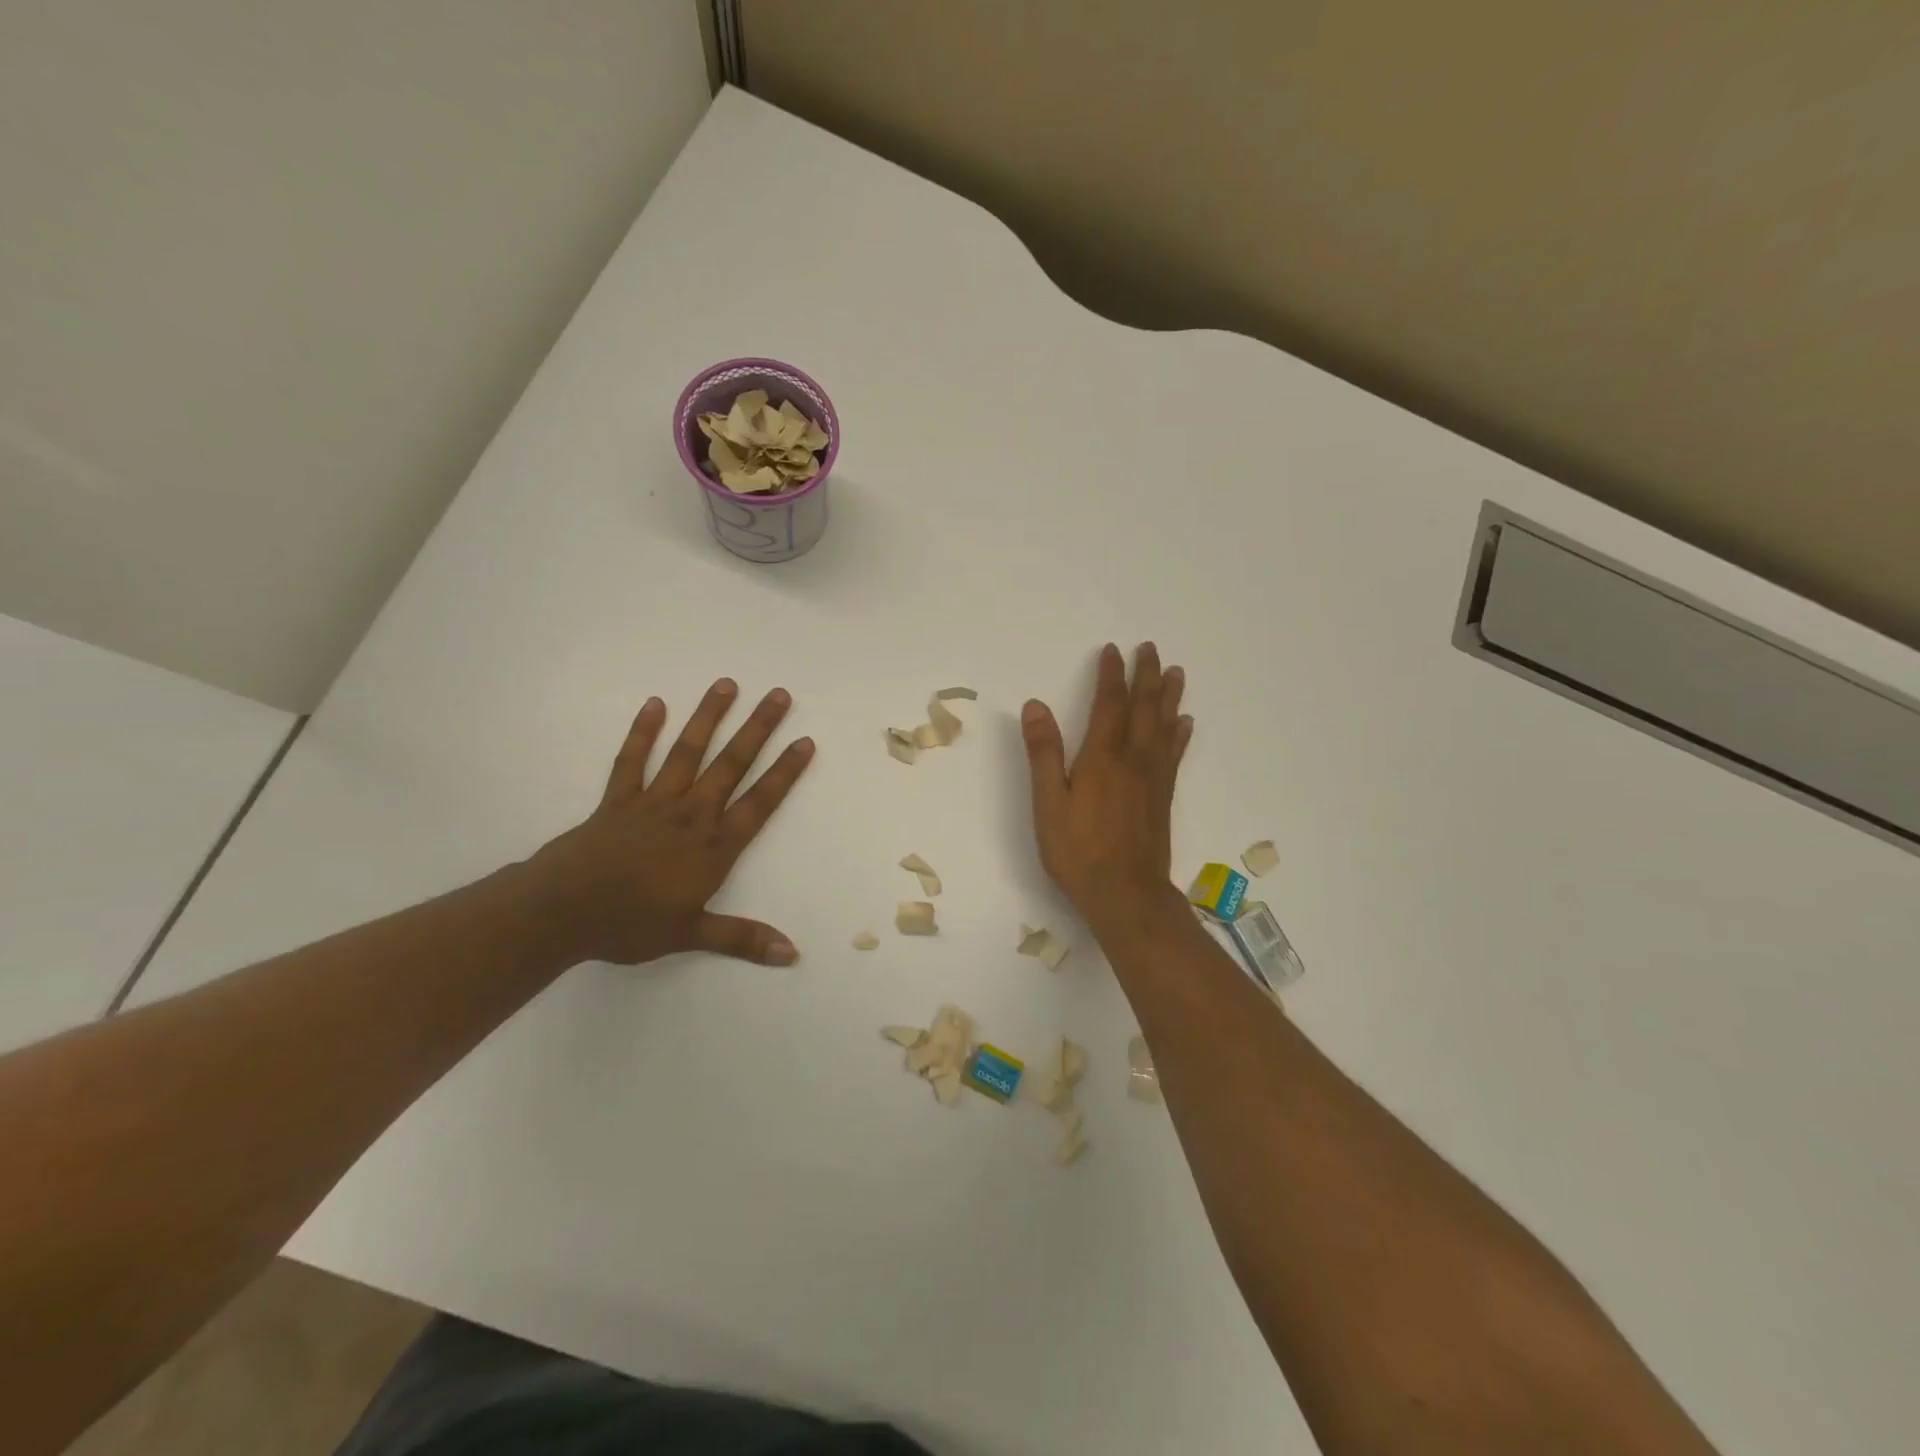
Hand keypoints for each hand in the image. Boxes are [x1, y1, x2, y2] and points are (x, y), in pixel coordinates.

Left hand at [528, 679, 814, 966]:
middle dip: (757, 729)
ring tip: (727, 684)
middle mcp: (690, 815)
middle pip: (730, 765)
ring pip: (687, 752)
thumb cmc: (630, 925)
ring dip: (708, 717)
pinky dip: (642, 732)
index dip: (784, 772)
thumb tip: (792, 953)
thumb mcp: (690, 935)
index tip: (805, 741)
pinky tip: (655, 704)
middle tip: (778, 695)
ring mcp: (653, 802)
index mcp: (712, 846)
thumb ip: (743, 939)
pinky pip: (632, 761)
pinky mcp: (618, 800)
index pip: (758, 803)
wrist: (561, 913)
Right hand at [1021, 642, 1192, 930]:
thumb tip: (1036, 705)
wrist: (1126, 894)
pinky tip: (1186, 723)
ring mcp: (1153, 778)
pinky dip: (1181, 734)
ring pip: (1164, 726)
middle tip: (1150, 649)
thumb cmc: (1078, 851)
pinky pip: (1175, 755)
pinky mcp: (1163, 797)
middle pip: (1143, 708)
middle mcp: (1134, 760)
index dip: (1111, 675)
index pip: (1109, 704)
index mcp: (1103, 757)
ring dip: (1169, 697)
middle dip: (1146, 676)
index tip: (1112, 651)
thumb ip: (1044, 753)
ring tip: (1175, 673)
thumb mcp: (1049, 803)